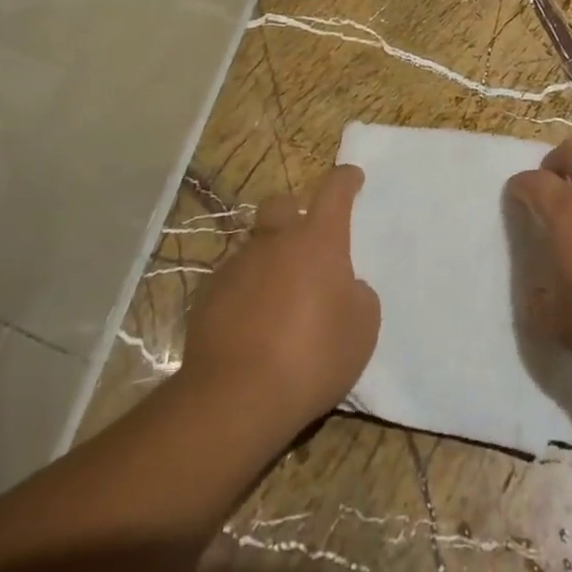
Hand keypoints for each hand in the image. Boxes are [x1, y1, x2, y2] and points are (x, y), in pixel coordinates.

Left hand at [180, 166, 380, 440]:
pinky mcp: (208, 294)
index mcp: (318, 240)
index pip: (334, 191)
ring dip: (270, 260)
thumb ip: (358, 295)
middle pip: (282, 205)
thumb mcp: (362, 328)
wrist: (237, 395)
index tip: (352, 176)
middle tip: (307, 241)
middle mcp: (275, 240)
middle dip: (295, 212)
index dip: (345, 179)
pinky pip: (234, 280)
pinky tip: (252, 325)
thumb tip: (343, 286)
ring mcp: (237, 265)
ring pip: (256, 246)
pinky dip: (246, 292)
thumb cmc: (313, 355)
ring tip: (280, 299)